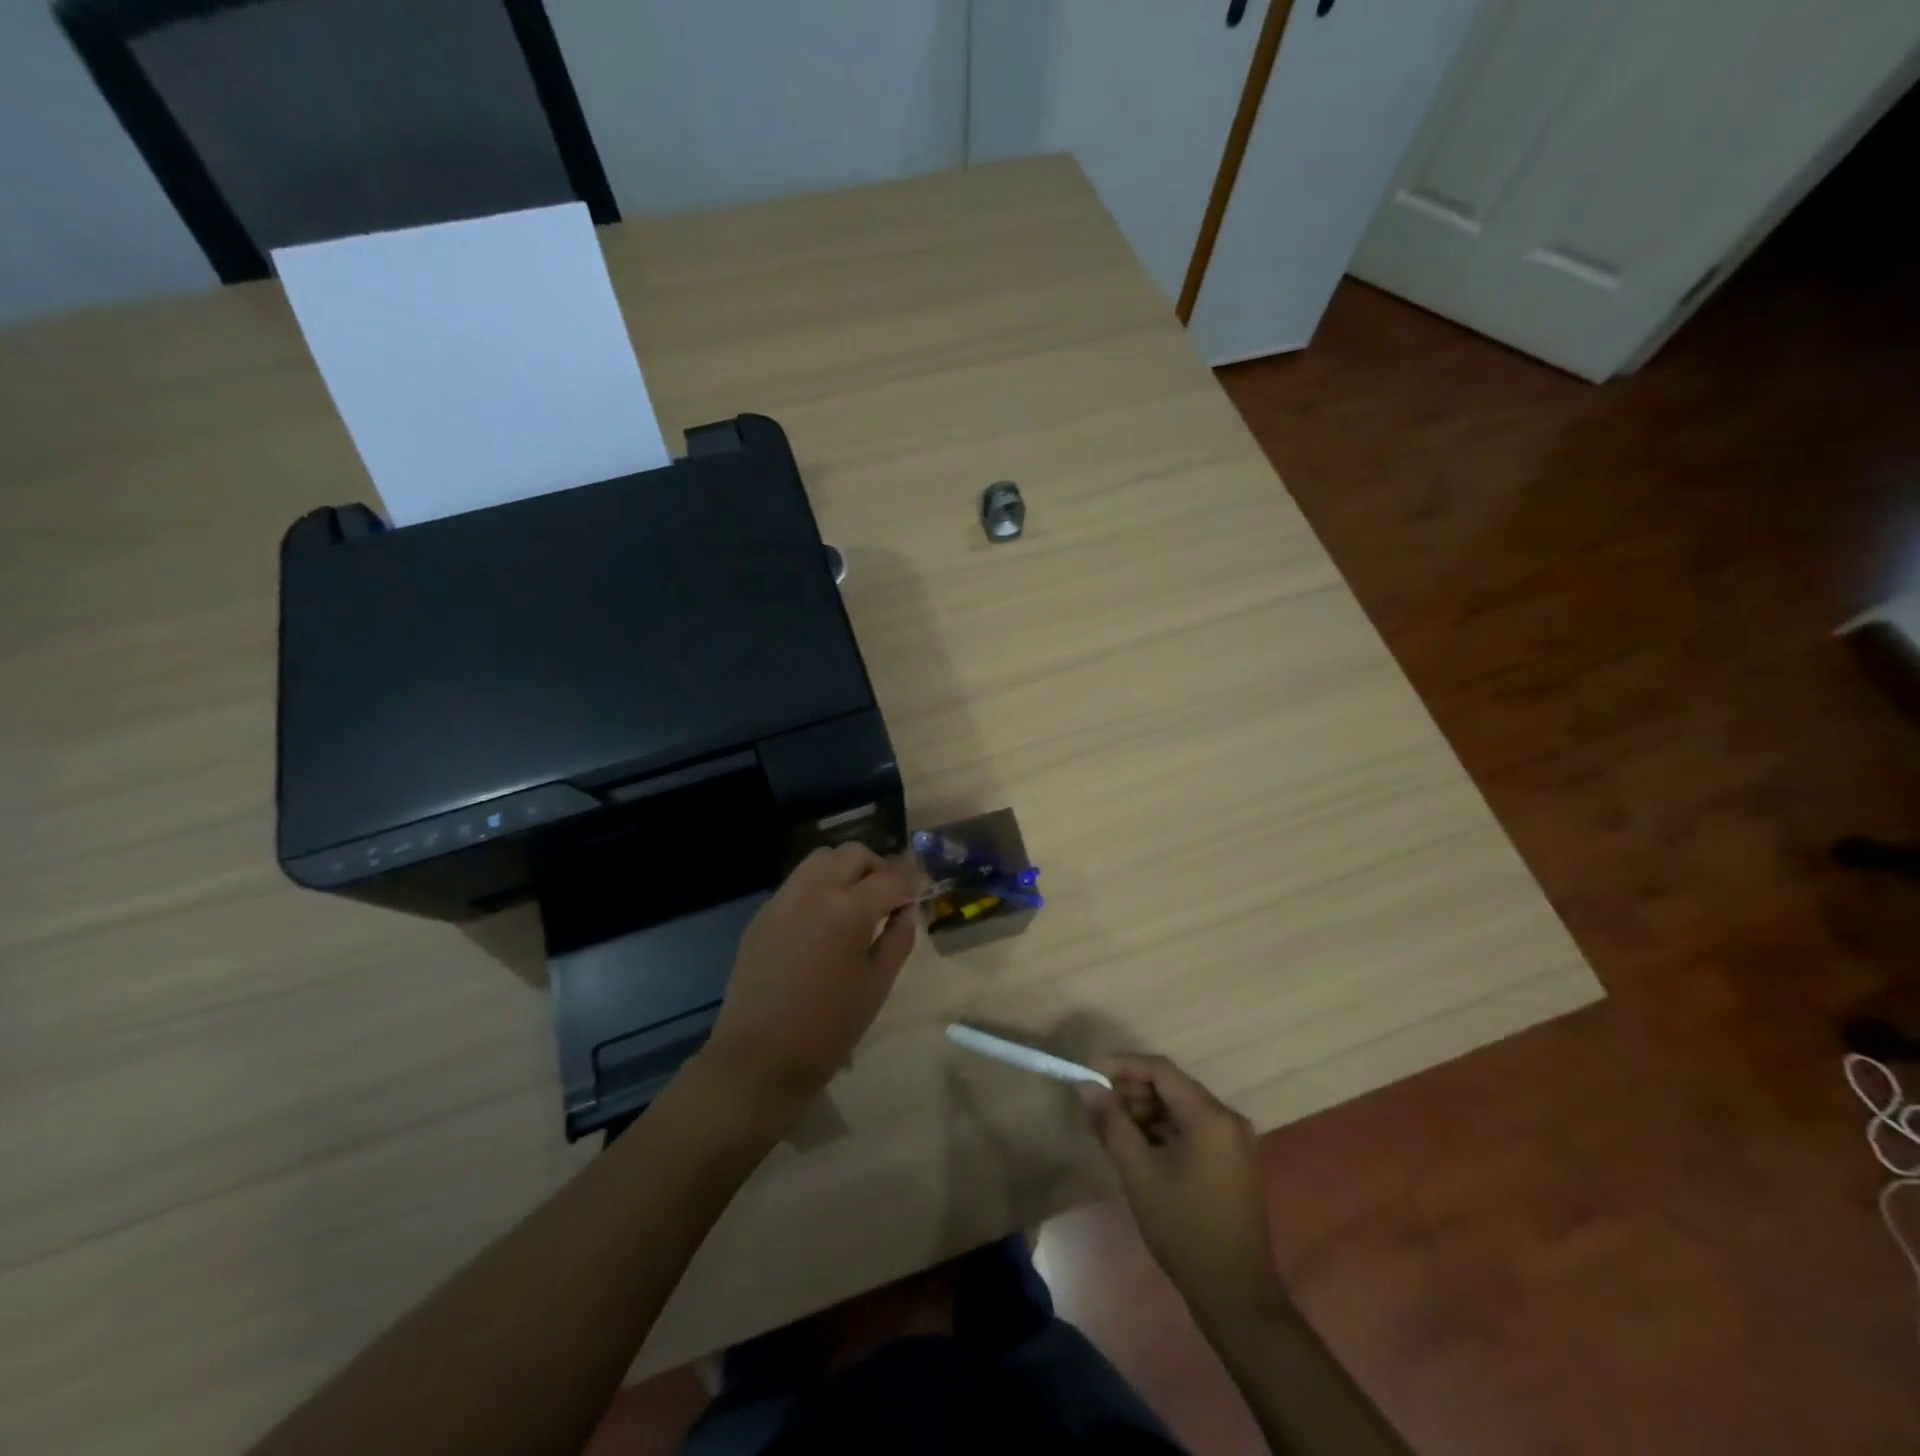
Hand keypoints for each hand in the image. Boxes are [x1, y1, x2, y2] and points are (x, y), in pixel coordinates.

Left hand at [702, 844, 921, 1124]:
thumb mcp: (877, 985)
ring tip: (857, 903)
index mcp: (848, 910)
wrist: (758, 1059)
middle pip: (852, 854)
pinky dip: (820, 887)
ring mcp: (783, 899)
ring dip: (846, 871)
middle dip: (878, 868)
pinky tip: (825, 922)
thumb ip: (898, 939)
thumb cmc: (828, 1029)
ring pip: (820, 860)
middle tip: (889, 896)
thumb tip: (907, 911)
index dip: (912, 881)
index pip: (891, 878)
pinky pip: (798, 883)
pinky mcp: (762, 915)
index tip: (922, 889)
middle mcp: (814, 891)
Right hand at [1080, 1055, 1283, 1320]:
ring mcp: (1233, 1140)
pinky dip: (1162, 1129)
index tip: (1089, 1074)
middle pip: (1171, 1086)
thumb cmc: (1184, 1230)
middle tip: (1097, 1109)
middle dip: (1131, 1091)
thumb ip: (1112, 1123)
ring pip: (1179, 1107)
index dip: (1122, 1066)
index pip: (1160, 1069)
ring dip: (1144, 1111)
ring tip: (1110, 1130)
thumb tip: (1087, 1086)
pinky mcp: (1232, 1160)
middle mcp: (1227, 1118)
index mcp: (1210, 1116)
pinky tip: (1136, 1147)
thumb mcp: (1139, 1173)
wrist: (1235, 1296)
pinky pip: (1191, 1128)